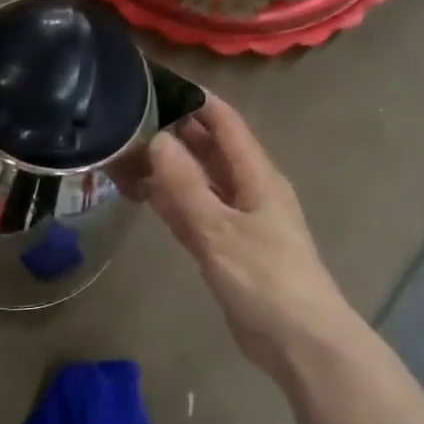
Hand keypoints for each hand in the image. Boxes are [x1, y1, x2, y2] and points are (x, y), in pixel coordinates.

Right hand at [136, 96, 360, 382]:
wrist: (298, 339)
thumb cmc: (265, 279)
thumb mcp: (220, 229)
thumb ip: (185, 186)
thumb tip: (157, 139)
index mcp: (257, 176)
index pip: (225, 123)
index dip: (195, 101)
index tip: (156, 84)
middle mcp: (248, 190)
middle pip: (209, 151)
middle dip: (173, 134)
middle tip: (127, 122)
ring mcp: (237, 220)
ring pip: (198, 183)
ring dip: (168, 170)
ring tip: (125, 155)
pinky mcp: (227, 248)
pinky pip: (194, 214)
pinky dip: (171, 203)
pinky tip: (144, 196)